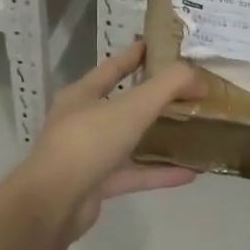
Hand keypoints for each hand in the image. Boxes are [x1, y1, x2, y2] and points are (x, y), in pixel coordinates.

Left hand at [16, 41, 202, 237]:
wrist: (53, 204)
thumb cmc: (88, 142)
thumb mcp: (132, 107)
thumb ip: (167, 87)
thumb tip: (196, 76)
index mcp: (82, 95)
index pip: (112, 68)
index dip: (135, 55)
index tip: (158, 46)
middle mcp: (82, 121)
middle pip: (122, 104)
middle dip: (152, 98)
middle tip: (185, 91)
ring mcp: (88, 155)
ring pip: (129, 141)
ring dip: (158, 138)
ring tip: (191, 131)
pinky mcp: (96, 185)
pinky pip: (133, 174)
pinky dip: (158, 173)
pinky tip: (189, 174)